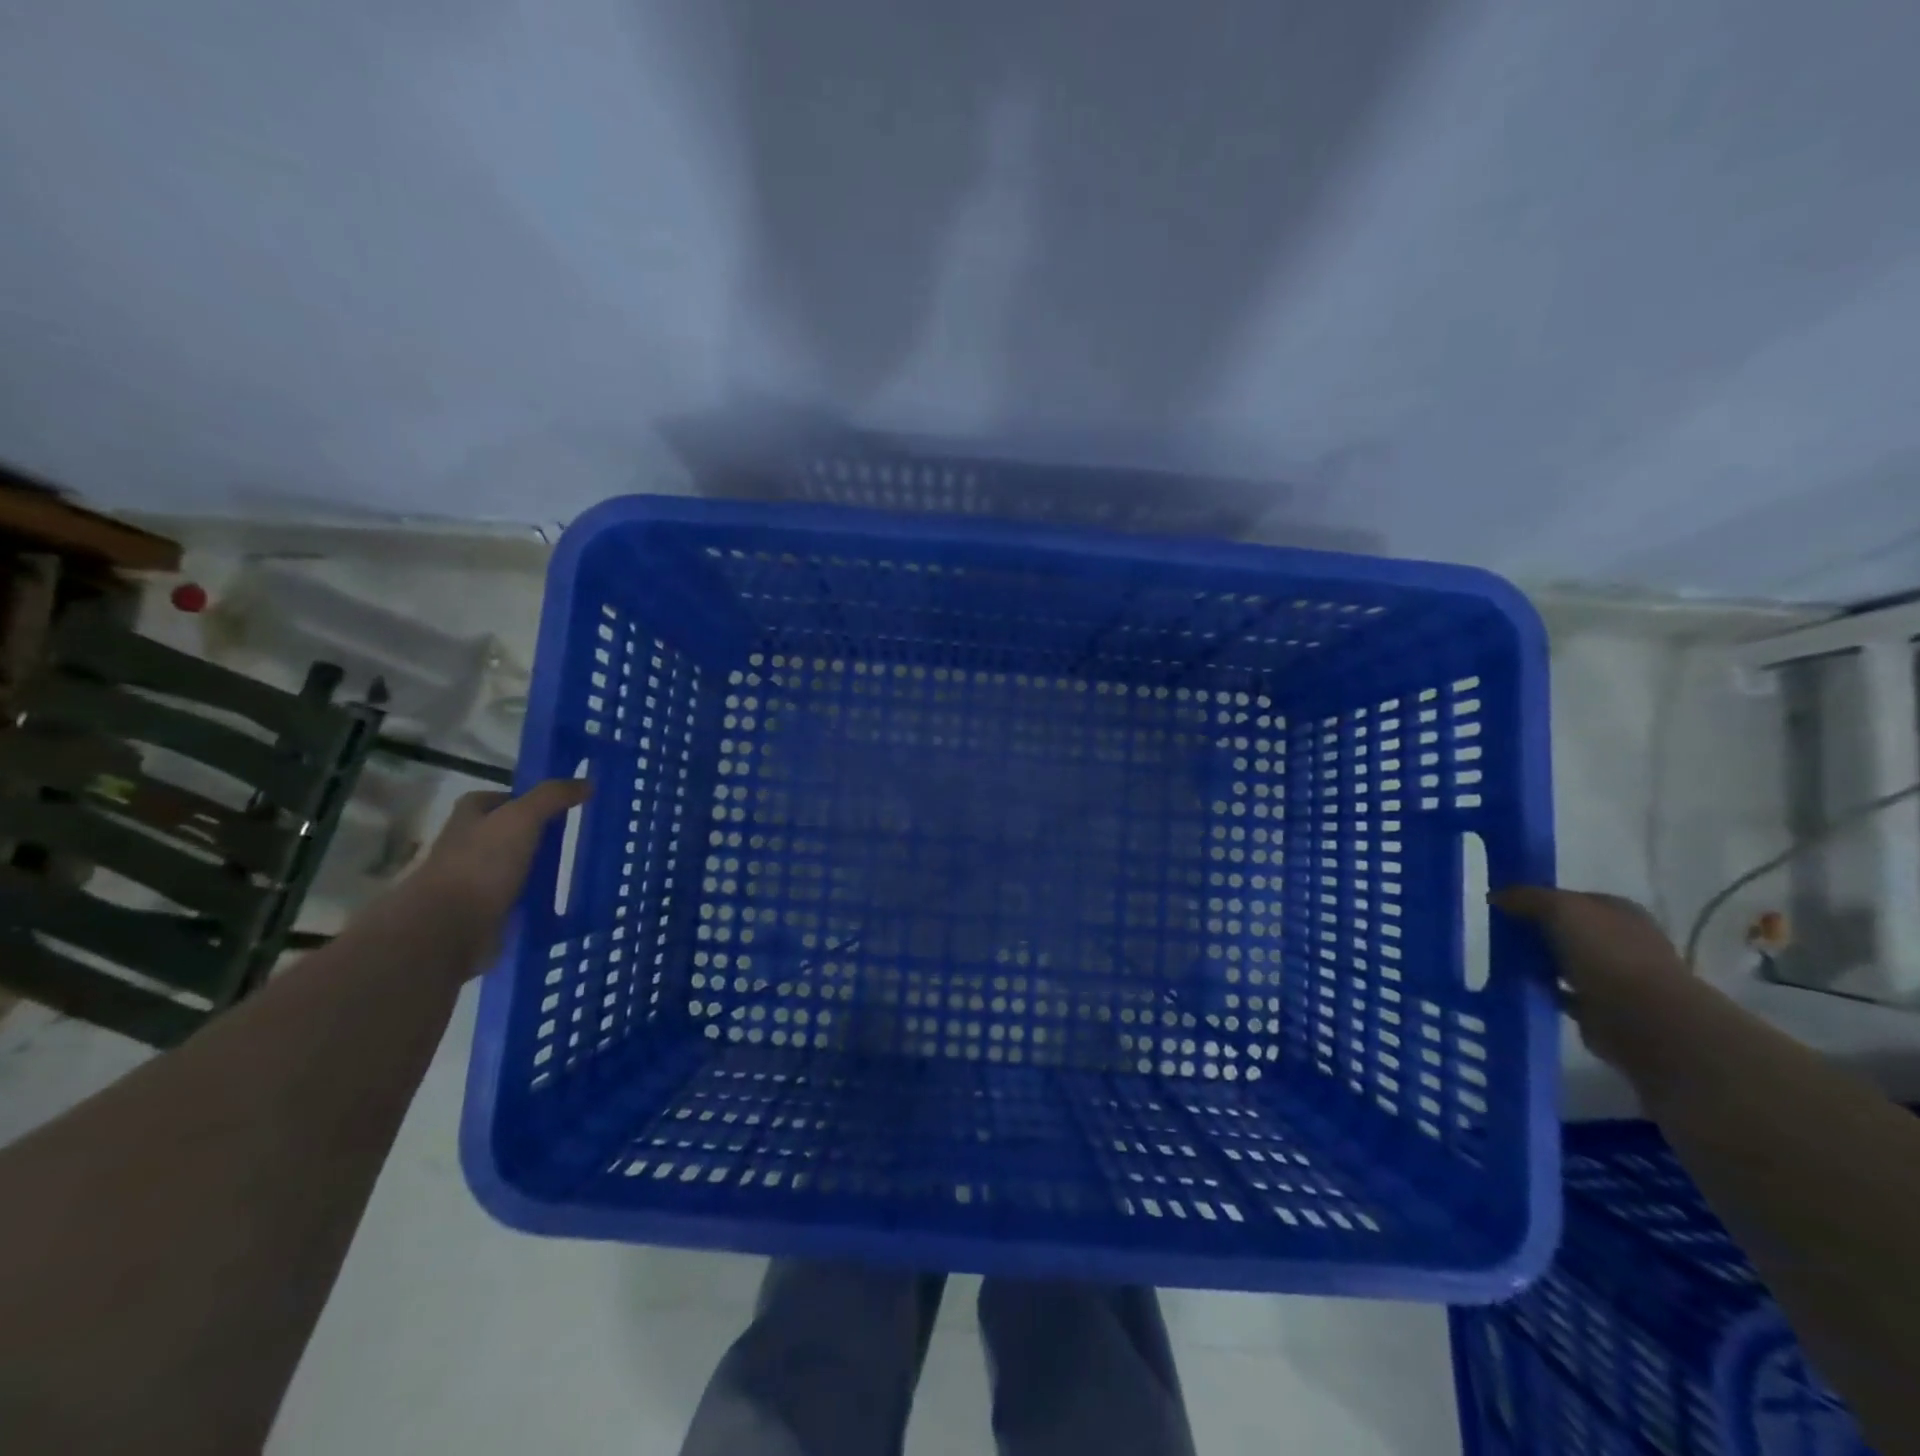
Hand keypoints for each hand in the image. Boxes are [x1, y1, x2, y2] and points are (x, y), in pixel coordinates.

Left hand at [406, 779, 591, 966]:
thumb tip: (587, 783)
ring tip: (576, 868)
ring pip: (514, 865)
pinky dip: (535, 896)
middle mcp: (467, 843)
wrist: (448, 928)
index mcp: (469, 816)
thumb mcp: (522, 818)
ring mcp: (474, 879)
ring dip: (538, 867)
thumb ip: (552, 797)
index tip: (562, 806)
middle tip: (575, 836)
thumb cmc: (481, 864)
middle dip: (536, 834)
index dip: (528, 799)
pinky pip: (517, 896)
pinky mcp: (483, 910)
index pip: (501, 798)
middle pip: (508, 831)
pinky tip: (560, 898)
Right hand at [1493, 886, 1693, 1067]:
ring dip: (1539, 963)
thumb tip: (1496, 896)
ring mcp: (1616, 976)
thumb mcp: (1560, 908)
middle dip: (1537, 932)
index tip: (1505, 908)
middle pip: (1568, 930)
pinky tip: (1520, 988)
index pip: (1572, 899)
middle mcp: (1622, 940)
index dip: (1539, 900)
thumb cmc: (1606, 953)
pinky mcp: (1604, 1008)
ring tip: (1502, 962)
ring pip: (1565, 962)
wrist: (1644, 1019)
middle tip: (1498, 935)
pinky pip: (1564, 993)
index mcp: (1619, 911)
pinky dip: (1544, 991)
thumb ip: (1527, 897)